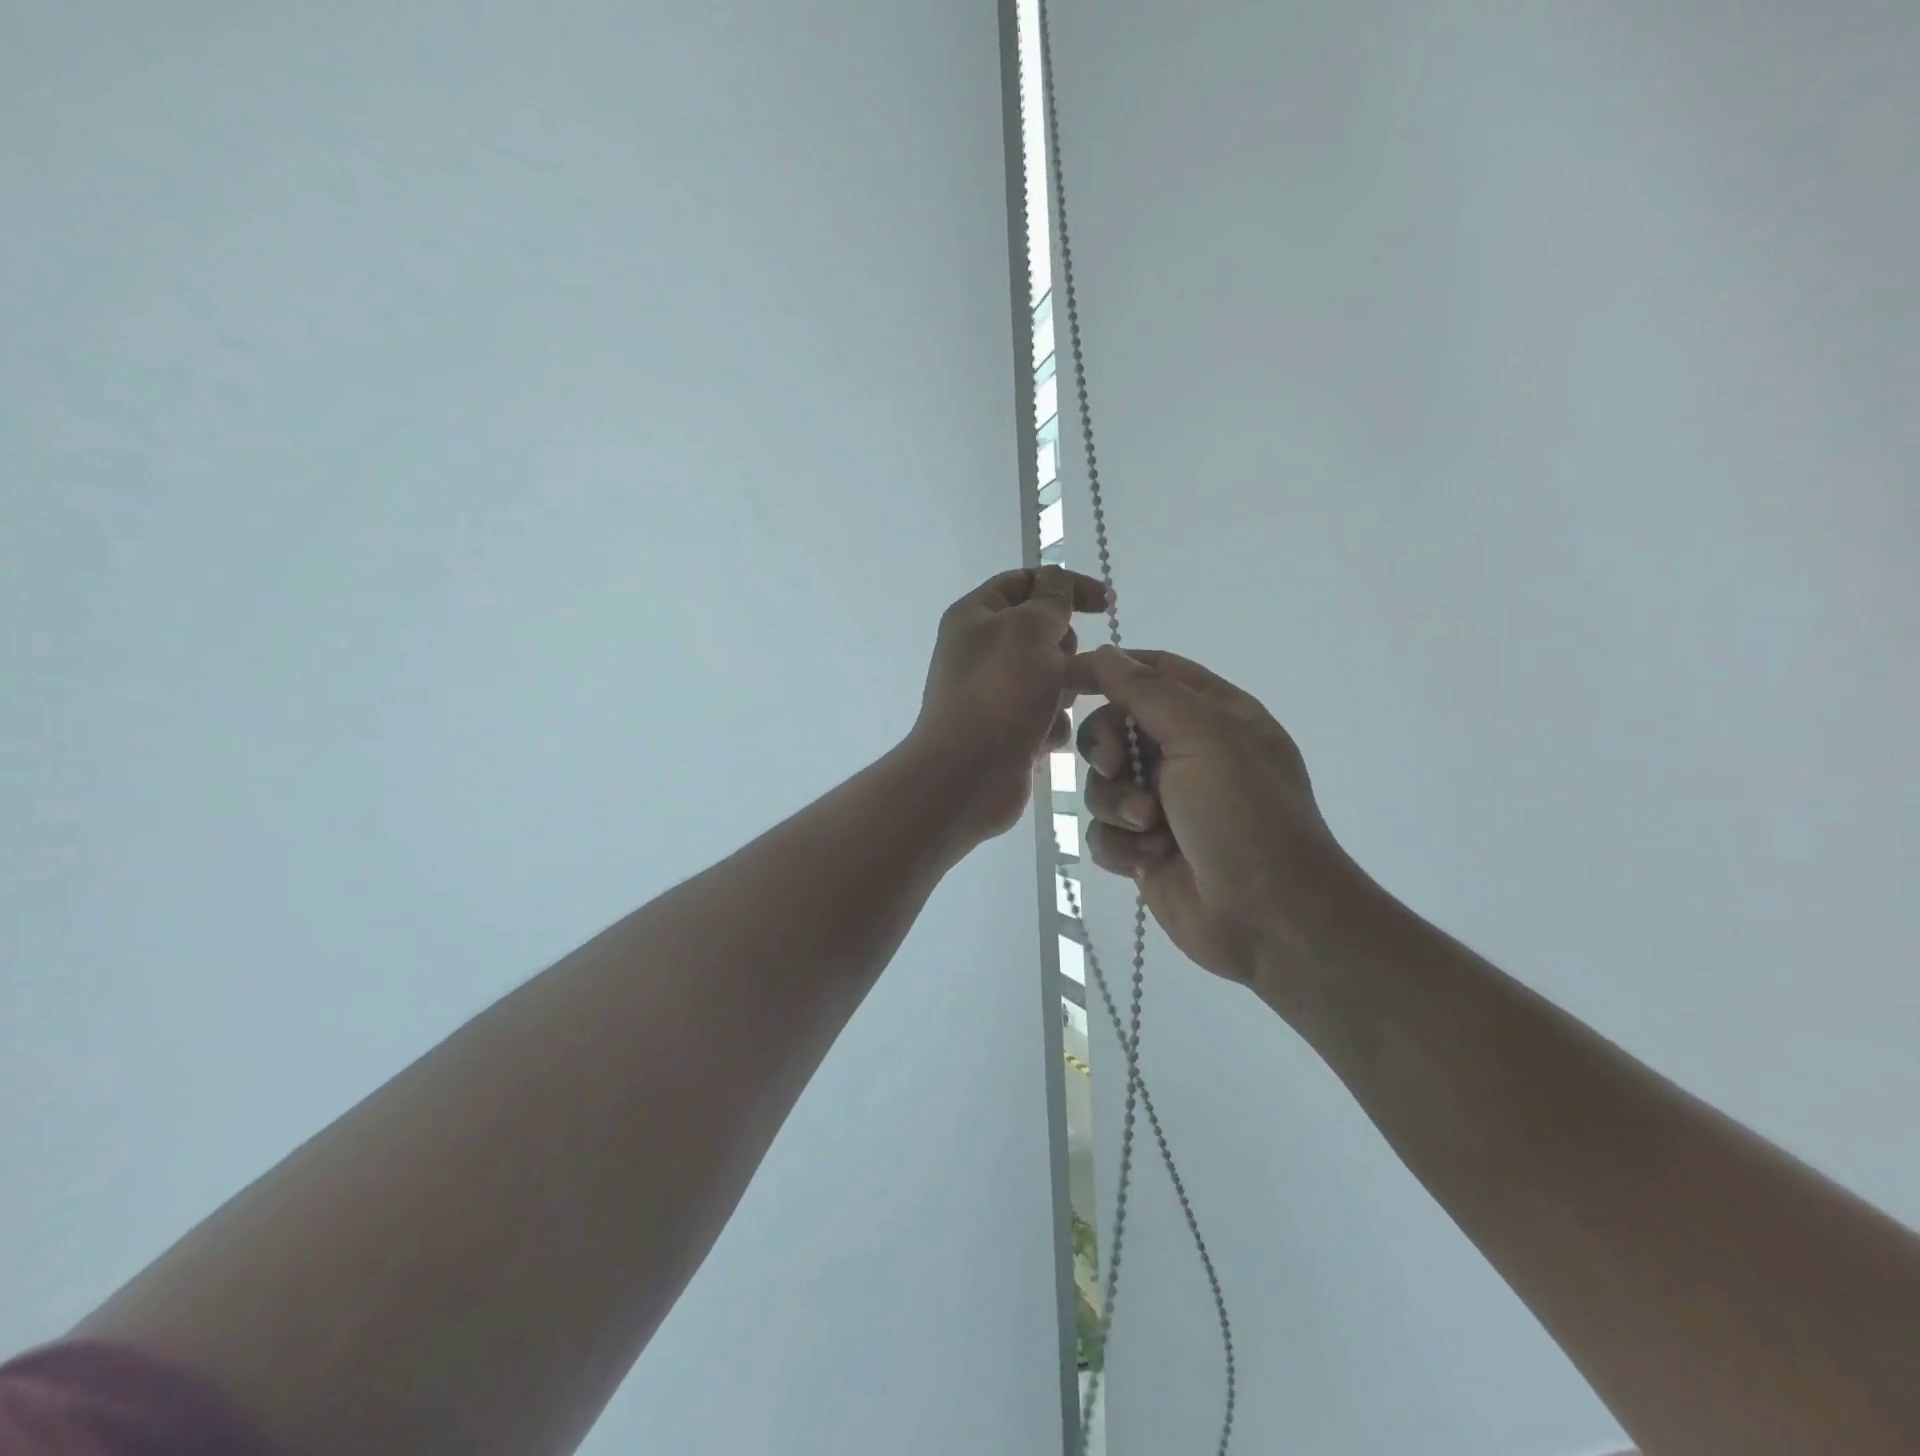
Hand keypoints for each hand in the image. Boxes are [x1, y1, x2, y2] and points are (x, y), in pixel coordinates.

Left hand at [910, 566, 1109, 842]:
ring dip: (1061, 692)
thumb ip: (1052, 598)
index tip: (1105, 603)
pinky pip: (1048, 716)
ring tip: (1048, 709)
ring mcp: (997, 692)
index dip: (1066, 585)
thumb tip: (1056, 581)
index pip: (1025, 581)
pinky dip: (1050, 726)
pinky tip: (1040, 740)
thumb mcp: (1029, 628)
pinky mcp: (1010, 729)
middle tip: (1059, 668)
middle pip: (1045, 633)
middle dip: (1064, 651)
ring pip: (1054, 677)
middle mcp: (983, 650)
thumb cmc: (998, 692)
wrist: (967, 774)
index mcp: (976, 615)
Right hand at [1068, 646, 1361, 995]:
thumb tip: (1104, 653)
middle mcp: (1186, 754)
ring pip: (1103, 784)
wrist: (1269, 916)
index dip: (1109, 670)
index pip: (1152, 672)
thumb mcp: (1203, 735)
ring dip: (1118, 804)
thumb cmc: (1244, 814)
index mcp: (1213, 715)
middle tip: (1115, 767)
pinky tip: (1148, 859)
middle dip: (1107, 749)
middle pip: (1114, 728)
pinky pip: (1104, 830)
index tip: (1065, 677)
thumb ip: (1147, 690)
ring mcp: (1164, 803)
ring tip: (1150, 828)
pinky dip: (1120, 844)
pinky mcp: (1145, 847)